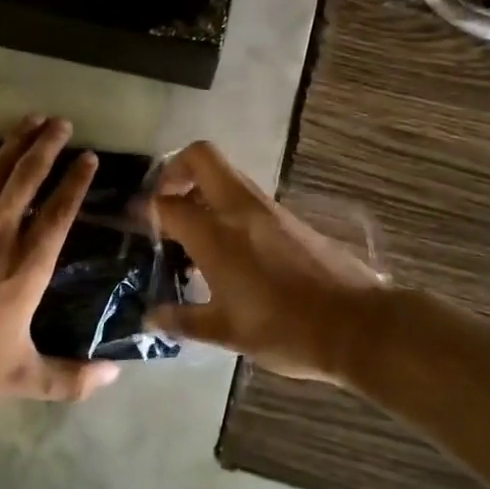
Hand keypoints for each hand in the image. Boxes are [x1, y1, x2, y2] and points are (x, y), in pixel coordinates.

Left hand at [0, 115, 121, 406]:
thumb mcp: (18, 378)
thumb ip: (69, 379)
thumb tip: (115, 378)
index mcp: (26, 267)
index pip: (59, 214)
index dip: (76, 183)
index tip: (89, 157)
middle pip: (28, 179)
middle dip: (48, 147)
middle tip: (62, 122)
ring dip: (15, 141)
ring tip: (32, 118)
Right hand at [147, 141, 389, 383]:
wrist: (354, 324)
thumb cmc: (283, 329)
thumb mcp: (226, 332)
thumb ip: (183, 320)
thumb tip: (151, 317)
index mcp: (215, 235)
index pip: (167, 204)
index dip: (145, 208)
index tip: (134, 220)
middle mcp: (239, 209)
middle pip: (201, 157)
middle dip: (175, 168)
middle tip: (166, 200)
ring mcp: (268, 209)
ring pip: (226, 173)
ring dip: (203, 187)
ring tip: (192, 228)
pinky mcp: (289, 217)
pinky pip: (247, 195)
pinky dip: (227, 204)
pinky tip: (228, 246)